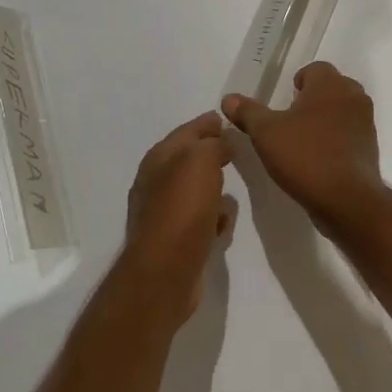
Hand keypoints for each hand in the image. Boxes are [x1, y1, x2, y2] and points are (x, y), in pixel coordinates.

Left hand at [123, 111, 236, 323]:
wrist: (165, 272)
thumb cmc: (182, 209)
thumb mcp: (201, 161)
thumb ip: (212, 144)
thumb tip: (220, 142)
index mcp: (159, 159)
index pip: (186, 131)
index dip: (207, 124)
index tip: (226, 119)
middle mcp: (156, 183)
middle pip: (189, 161)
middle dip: (211, 155)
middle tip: (235, 151)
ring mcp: (164, 214)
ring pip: (195, 192)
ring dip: (213, 189)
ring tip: (232, 188)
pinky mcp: (176, 242)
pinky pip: (200, 221)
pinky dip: (212, 219)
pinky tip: (223, 226)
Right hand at [222, 63, 385, 231]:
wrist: (346, 199)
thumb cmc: (304, 156)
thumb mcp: (265, 133)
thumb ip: (247, 112)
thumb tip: (228, 98)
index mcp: (330, 84)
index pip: (316, 69)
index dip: (299, 81)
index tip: (284, 101)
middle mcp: (353, 96)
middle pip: (331, 88)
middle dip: (312, 99)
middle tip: (290, 120)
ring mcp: (366, 123)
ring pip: (342, 111)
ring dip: (325, 120)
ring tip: (303, 141)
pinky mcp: (370, 148)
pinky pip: (350, 134)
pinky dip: (336, 140)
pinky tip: (319, 159)